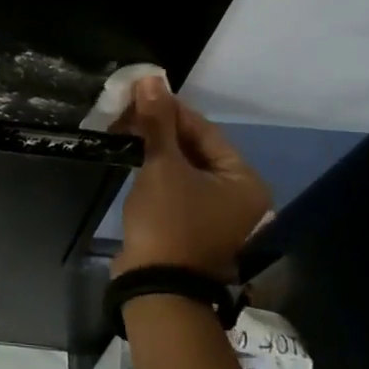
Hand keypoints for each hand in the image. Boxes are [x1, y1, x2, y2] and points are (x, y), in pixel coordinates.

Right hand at [112, 75, 271, 281]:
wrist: (157, 289)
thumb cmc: (168, 222)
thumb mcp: (162, 166)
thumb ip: (158, 122)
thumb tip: (151, 79)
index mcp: (243, 180)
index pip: (205, 130)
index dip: (171, 108)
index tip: (140, 92)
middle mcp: (239, 197)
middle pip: (197, 148)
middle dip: (161, 127)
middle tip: (128, 110)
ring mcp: (218, 215)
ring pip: (185, 167)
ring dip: (157, 147)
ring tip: (125, 128)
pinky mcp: (194, 226)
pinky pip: (178, 187)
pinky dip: (158, 170)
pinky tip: (133, 155)